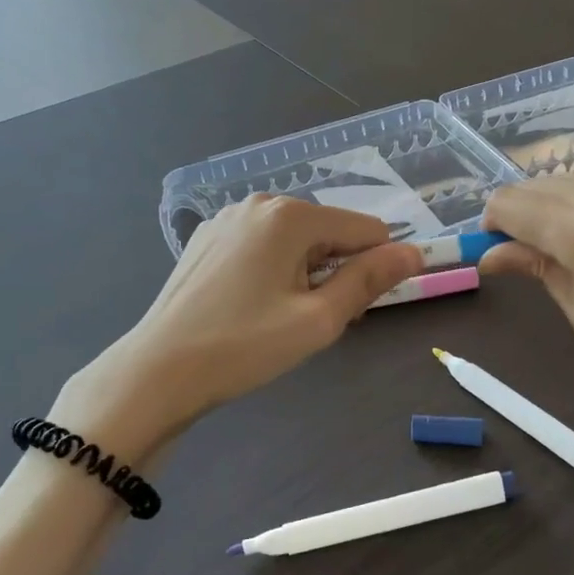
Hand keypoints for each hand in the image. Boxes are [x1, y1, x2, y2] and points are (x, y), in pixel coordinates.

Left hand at [60, 197, 423, 450]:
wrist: (159, 370)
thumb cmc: (245, 345)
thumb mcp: (319, 319)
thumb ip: (369, 280)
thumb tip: (414, 253)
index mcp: (291, 216)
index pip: (366, 229)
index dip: (375, 268)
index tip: (355, 311)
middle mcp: (259, 203)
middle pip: (330, 232)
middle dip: (337, 272)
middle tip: (313, 321)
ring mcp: (228, 219)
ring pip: (296, 241)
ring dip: (307, 274)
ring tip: (282, 318)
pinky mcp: (208, 239)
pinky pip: (264, 246)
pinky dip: (275, 270)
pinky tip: (254, 306)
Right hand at [480, 174, 573, 446]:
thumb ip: (539, 270)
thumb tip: (494, 254)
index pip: (508, 203)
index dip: (490, 227)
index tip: (494, 258)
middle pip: (536, 186)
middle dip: (517, 216)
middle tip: (522, 262)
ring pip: (571, 184)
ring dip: (550, 210)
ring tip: (561, 259)